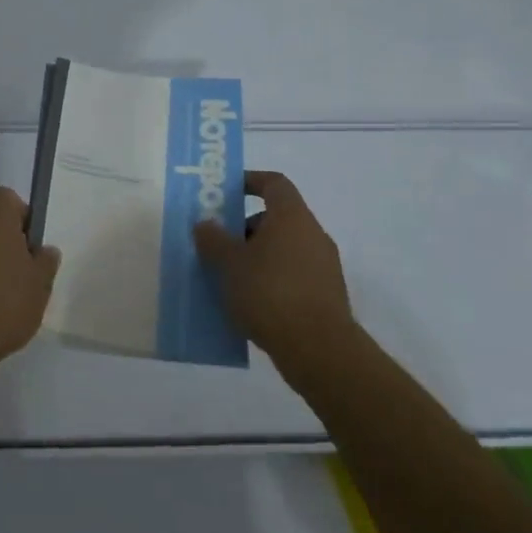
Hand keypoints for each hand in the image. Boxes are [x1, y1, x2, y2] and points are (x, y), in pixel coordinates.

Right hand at [194, 171, 352, 370]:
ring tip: (230, 278)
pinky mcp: (327, 296)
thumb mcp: (230, 264)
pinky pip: (293, 275)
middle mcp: (313, 235)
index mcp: (292, 217)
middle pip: (277, 218)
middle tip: (219, 244)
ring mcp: (324, 267)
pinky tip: (250, 302)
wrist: (320, 351)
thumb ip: (213, 239)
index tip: (227, 192)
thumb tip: (205, 224)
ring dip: (257, 256)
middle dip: (245, 227)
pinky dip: (272, 280)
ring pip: (284, 249)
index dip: (250, 181)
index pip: (274, 183)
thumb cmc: (270, 293)